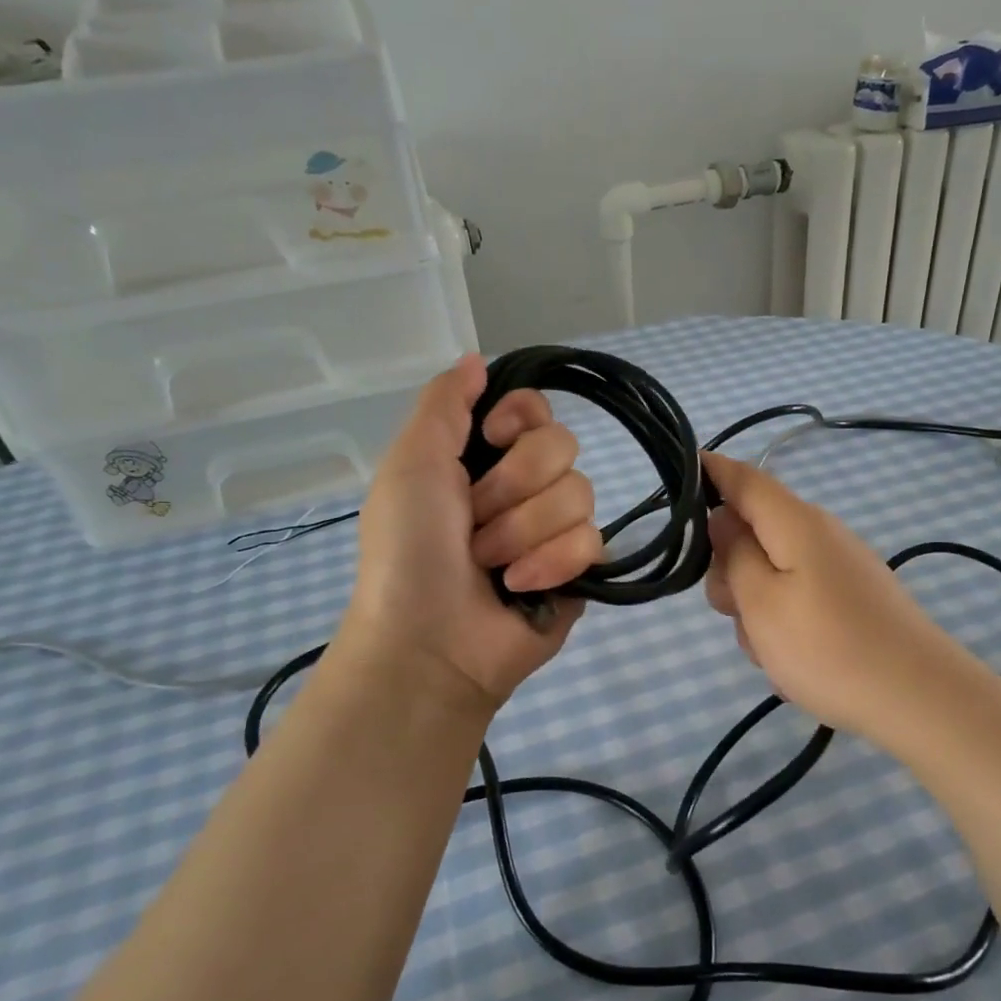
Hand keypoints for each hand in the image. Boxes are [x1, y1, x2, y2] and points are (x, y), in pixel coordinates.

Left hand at [333, 356, 603, 718]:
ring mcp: (555, 530)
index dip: (521, 418)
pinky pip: (593, 541)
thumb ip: (444, 403)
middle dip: (513, 487)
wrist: (428, 641)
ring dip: (523, 532)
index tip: (494, 438)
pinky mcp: (581, 570)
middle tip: (474, 522)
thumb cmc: (408, 551)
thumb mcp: (410, 464)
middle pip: (562, 445)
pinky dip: (550, 564)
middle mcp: (524, 487)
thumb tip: (478, 358)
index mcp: (482, 458)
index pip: (535, 408)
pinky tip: (520, 589)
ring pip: (580, 493)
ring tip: (491, 566)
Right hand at [701, 451, 971, 745]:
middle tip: (732, 612)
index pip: (742, 477)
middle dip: (729, 569)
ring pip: (771, 572)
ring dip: (756, 606)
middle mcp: (818, 534)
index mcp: (795, 522)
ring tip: (770, 650)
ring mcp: (838, 567)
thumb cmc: (828, 647)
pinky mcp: (850, 599)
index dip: (705, 472)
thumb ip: (733, 554)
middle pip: (753, 532)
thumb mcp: (761, 601)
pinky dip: (783, 623)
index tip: (671, 488)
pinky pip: (797, 598)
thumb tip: (722, 518)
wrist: (919, 698)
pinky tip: (793, 661)